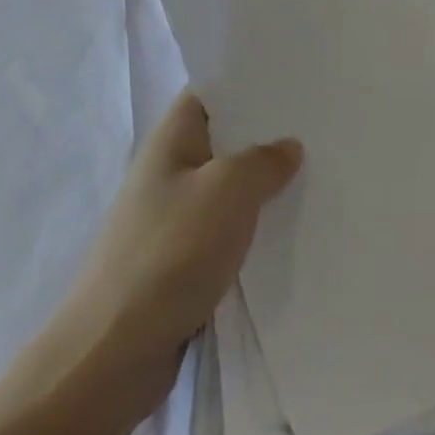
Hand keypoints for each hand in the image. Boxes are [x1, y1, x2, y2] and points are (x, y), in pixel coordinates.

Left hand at [48, 91, 301, 418]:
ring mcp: (174, 221)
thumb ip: (265, 159)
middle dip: (269, 132)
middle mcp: (169, 174)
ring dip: (267, 183)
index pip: (210, 91)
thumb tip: (287, 148)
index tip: (296, 76)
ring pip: (231, 188)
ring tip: (322, 168)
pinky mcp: (183, 264)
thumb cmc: (170, 254)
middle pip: (226, 139)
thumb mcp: (230, 188)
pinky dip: (258, 226)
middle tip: (323, 120)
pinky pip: (230, 230)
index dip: (248, 79)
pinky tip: (296, 224)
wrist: (111, 358)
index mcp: (171, 142)